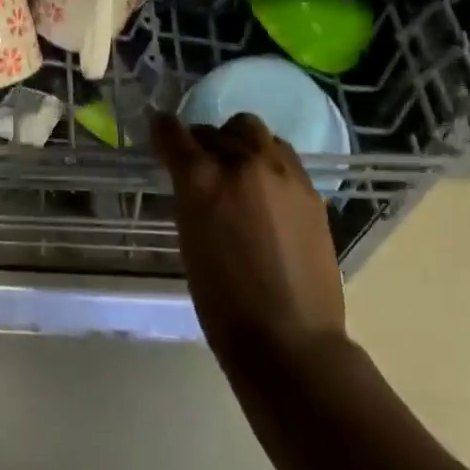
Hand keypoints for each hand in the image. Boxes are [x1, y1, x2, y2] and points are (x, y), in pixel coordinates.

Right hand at [150, 112, 345, 357]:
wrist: (290, 340)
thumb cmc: (222, 302)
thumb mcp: (189, 240)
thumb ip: (189, 195)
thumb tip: (190, 176)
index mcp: (202, 179)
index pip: (174, 132)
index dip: (163, 129)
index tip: (159, 132)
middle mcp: (242, 164)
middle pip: (216, 129)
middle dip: (203, 141)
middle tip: (200, 164)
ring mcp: (282, 174)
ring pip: (254, 132)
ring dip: (239, 143)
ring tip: (238, 170)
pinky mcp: (310, 191)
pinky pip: (282, 156)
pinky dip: (267, 162)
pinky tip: (266, 191)